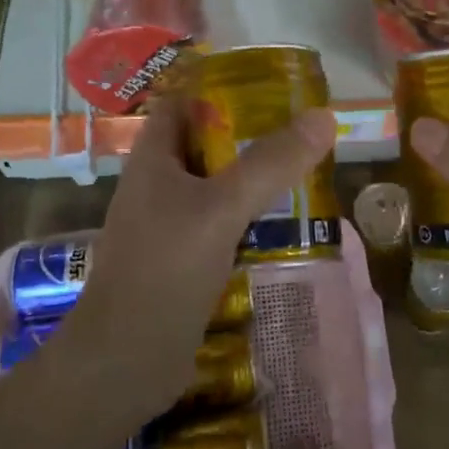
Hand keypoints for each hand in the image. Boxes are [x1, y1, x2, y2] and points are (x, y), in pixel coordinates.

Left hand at [62, 92, 336, 417]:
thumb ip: (271, 163)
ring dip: (251, 177)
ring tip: (303, 169)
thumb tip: (324, 116)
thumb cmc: (164, 270)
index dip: (220, 86)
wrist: (124, 362)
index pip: (183, 101)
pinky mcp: (182, 259)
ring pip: (215, 185)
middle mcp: (157, 184)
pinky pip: (219, 223)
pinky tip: (282, 223)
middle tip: (301, 129)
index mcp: (153, 158)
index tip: (271, 86)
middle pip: (205, 142)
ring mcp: (168, 224)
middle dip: (248, 133)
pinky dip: (247, 216)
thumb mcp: (221, 209)